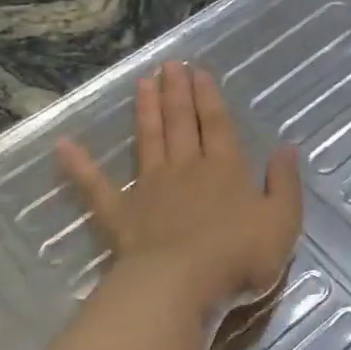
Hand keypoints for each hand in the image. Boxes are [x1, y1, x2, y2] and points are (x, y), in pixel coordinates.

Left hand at [57, 61, 301, 322]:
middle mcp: (186, 169)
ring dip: (145, 111)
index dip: (208, 97)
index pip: (217, 124)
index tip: (198, 71)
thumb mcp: (282, 222)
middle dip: (176, 93)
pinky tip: (64, 146)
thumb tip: (286, 149)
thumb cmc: (239, 255)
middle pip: (180, 123)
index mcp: (226, 169)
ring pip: (147, 141)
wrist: (183, 284)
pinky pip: (96, 186)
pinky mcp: (121, 214)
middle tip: (169, 65)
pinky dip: (80, 166)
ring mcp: (149, 189)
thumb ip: (285, 184)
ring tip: (143, 83)